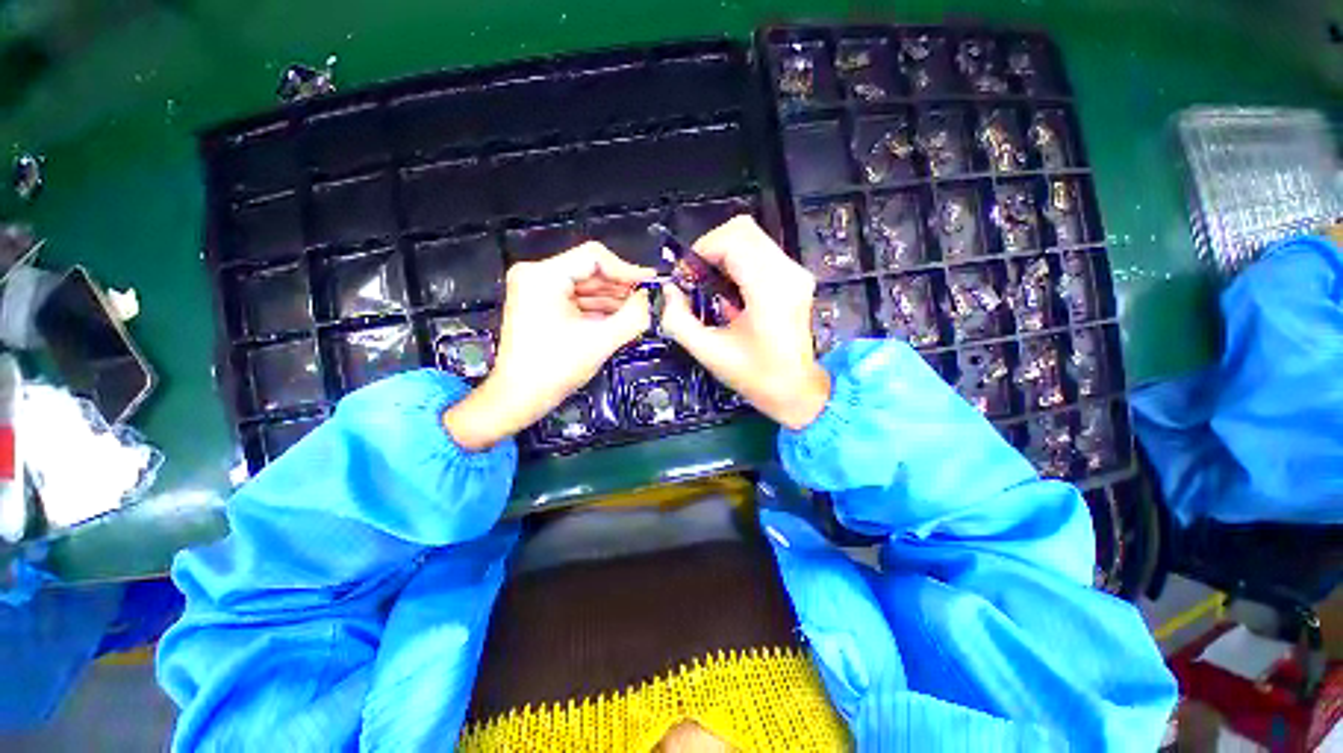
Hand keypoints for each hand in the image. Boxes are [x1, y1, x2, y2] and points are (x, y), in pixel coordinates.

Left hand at [444, 242, 653, 449]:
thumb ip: (633, 316)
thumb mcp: (601, 341)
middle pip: (590, 271)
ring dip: (612, 299)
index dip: (626, 269)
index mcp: (543, 276)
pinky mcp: (541, 305)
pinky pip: (576, 299)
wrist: (519, 397)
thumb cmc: (555, 369)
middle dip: (620, 287)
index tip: (650, 283)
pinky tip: (620, 317)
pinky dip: (598, 308)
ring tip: (638, 311)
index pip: (594, 257)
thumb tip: (652, 299)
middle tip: (647, 300)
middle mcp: (537, 275)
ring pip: (585, 286)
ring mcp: (537, 290)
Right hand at [660, 216, 830, 429]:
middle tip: (696, 278)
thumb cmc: (754, 375)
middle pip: (743, 229)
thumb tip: (669, 290)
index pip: (732, 240)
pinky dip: (738, 262)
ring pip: (752, 237)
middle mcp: (787, 272)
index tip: (685, 277)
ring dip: (723, 254)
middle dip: (710, 249)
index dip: (700, 250)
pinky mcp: (796, 277)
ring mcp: (796, 272)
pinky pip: (761, 252)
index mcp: (768, 290)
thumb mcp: (708, 352)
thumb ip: (678, 319)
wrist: (796, 390)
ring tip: (711, 286)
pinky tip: (731, 291)